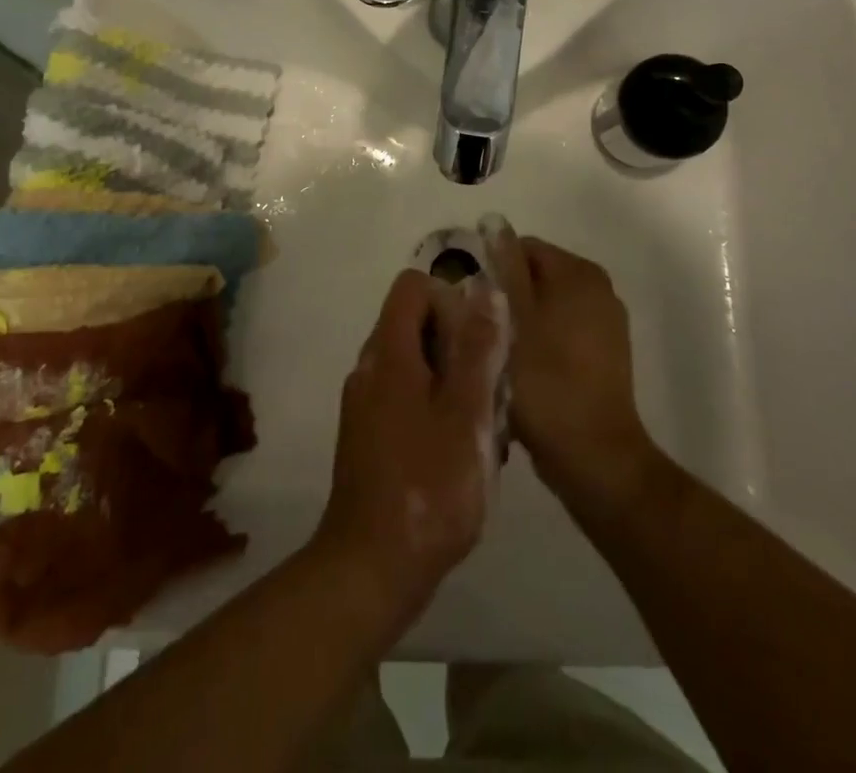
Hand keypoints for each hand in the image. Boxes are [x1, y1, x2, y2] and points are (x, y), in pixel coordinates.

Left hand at [315, 269, 502, 621]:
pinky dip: (436, 406)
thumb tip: (486, 291)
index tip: (480, 339)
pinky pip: (406, 396)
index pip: (412, 287)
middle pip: (414, 323)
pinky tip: (462, 450)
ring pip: (414, 362)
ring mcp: (365, 403)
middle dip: (458, 343)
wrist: (372, 568)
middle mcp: (369, 368)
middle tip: (491, 387)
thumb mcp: (467, 415)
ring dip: (452, 379)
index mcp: (388, 353)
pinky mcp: (369, 435)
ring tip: (484, 423)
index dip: (449, 298)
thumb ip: (477, 350)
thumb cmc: (428, 488)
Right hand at [488, 230, 658, 514]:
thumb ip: (503, 266)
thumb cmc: (545, 379)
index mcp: (579, 273)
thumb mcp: (512, 316)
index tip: (470, 301)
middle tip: (478, 329)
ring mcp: (605, 324)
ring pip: (546, 306)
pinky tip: (522, 371)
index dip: (491, 268)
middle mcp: (598, 289)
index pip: (524, 247)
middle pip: (536, 275)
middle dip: (505, 295)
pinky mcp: (605, 356)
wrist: (593, 455)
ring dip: (520, 321)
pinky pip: (561, 332)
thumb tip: (494, 224)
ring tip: (496, 352)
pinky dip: (540, 342)